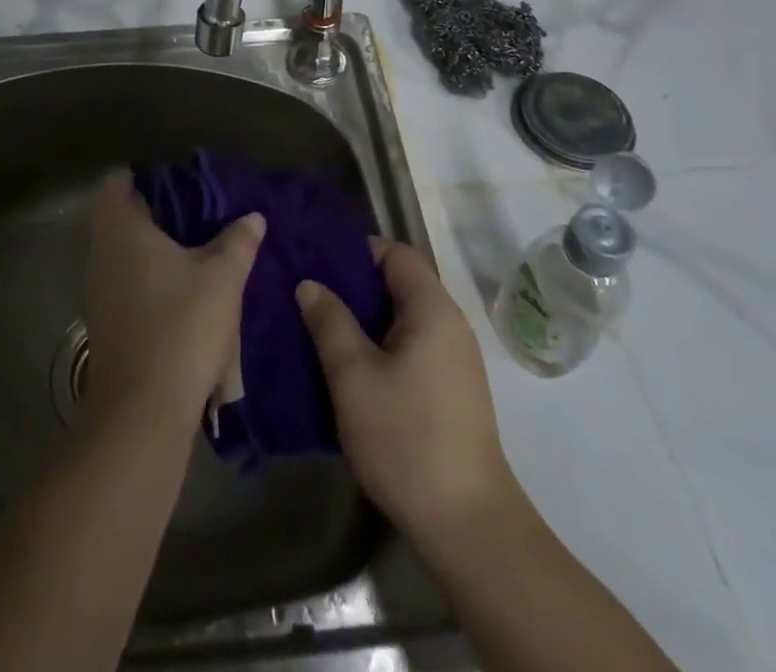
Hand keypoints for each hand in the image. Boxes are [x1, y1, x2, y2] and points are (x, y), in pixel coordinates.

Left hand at [84, 169, 264, 425]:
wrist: (142, 411)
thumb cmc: (181, 325)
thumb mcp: (222, 277)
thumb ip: (238, 241)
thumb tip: (253, 217)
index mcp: (121, 228)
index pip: (117, 181)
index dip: (145, 176)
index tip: (180, 183)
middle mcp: (101, 252)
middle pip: (122, 216)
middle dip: (159, 212)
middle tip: (200, 213)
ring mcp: (99, 289)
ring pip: (126, 251)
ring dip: (157, 248)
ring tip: (201, 249)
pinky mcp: (107, 321)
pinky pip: (128, 281)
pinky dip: (152, 277)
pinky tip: (187, 290)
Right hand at [297, 240, 513, 542]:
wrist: (466, 524)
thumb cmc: (406, 437)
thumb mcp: (353, 376)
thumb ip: (330, 322)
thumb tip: (310, 284)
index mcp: (432, 308)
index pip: (395, 253)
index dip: (356, 251)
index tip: (317, 261)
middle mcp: (450, 324)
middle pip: (399, 284)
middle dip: (354, 287)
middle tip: (309, 295)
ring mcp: (455, 359)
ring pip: (402, 319)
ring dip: (364, 320)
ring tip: (320, 329)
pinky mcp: (452, 390)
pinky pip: (411, 347)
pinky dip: (380, 346)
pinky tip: (349, 368)